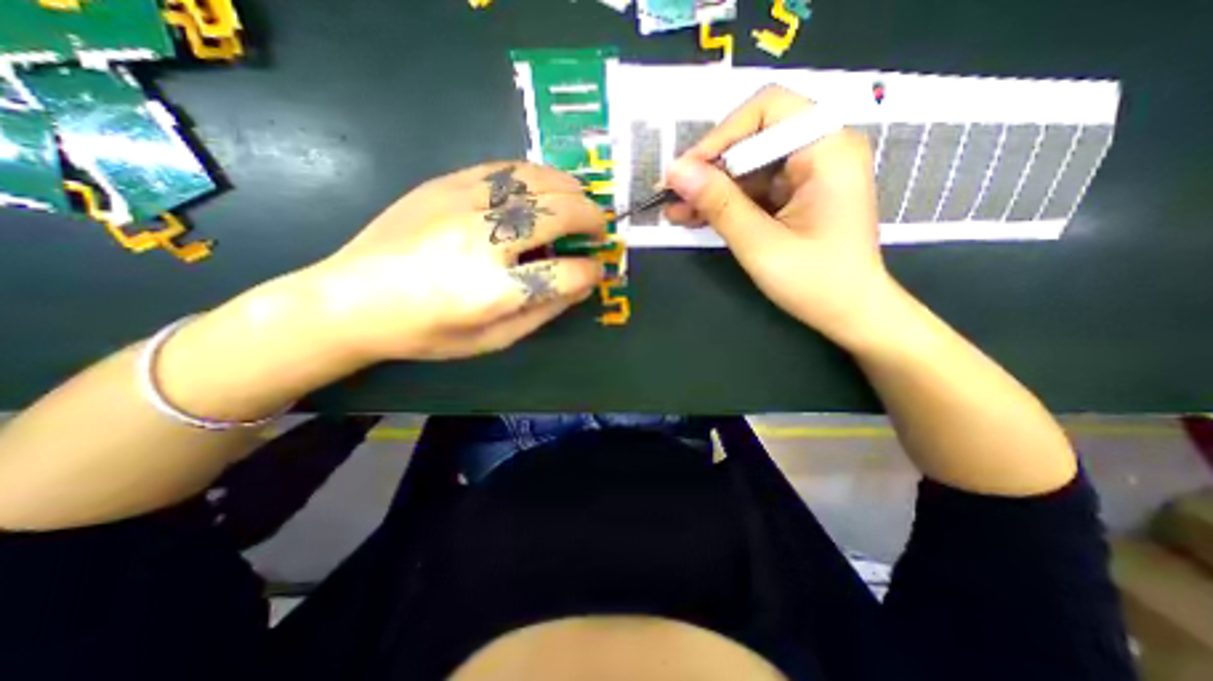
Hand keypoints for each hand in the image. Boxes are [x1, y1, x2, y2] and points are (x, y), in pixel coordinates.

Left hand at [304, 159, 604, 360]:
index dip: (590, 271)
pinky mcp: (445, 183)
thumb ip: (543, 311)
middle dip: (592, 219)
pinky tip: (545, 186)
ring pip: (538, 181)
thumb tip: (582, 284)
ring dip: (571, 190)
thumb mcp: (492, 339)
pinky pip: (506, 167)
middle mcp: (484, 240)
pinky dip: (537, 174)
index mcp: (495, 291)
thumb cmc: (427, 331)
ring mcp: (463, 204)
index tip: (596, 270)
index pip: (567, 273)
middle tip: (599, 230)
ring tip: (580, 203)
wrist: (350, 299)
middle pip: (560, 214)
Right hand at [659, 86, 893, 345]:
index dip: (720, 136)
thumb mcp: (760, 244)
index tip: (685, 172)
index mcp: (827, 150)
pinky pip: (753, 188)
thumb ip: (719, 204)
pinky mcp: (796, 194)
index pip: (767, 110)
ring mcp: (808, 173)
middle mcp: (821, 149)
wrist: (850, 313)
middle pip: (753, 137)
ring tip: (675, 211)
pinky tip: (695, 216)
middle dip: (710, 167)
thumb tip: (675, 171)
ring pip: (747, 165)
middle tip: (672, 195)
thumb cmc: (815, 282)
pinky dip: (725, 202)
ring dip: (711, 188)